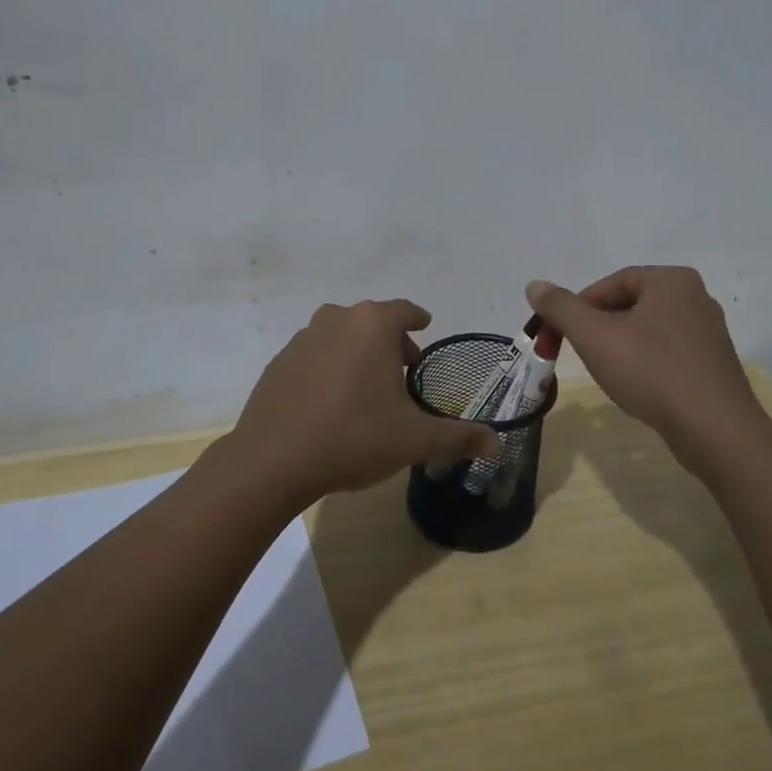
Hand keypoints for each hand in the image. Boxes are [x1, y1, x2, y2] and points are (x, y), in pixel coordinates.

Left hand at [226, 298, 500, 504]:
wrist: (273, 460)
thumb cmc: (353, 437)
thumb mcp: (414, 440)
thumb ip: (459, 437)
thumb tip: (498, 443)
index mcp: (373, 326)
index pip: (404, 310)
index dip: (417, 319)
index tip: (425, 326)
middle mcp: (337, 320)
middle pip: (371, 321)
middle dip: (390, 341)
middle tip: (404, 369)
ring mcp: (302, 339)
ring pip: (341, 335)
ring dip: (358, 352)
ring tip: (368, 386)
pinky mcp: (278, 362)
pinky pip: (314, 355)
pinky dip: (329, 367)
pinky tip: (332, 401)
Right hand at [524, 268, 763, 478]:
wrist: (716, 431)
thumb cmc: (652, 372)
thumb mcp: (595, 337)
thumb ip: (561, 308)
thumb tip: (534, 284)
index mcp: (671, 280)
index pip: (611, 283)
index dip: (580, 307)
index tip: (562, 334)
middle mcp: (695, 296)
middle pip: (630, 304)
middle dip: (600, 327)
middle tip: (582, 353)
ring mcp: (709, 331)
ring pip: (649, 330)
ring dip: (622, 346)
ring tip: (608, 373)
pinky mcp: (714, 363)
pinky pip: (669, 352)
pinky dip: (647, 363)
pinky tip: (638, 387)